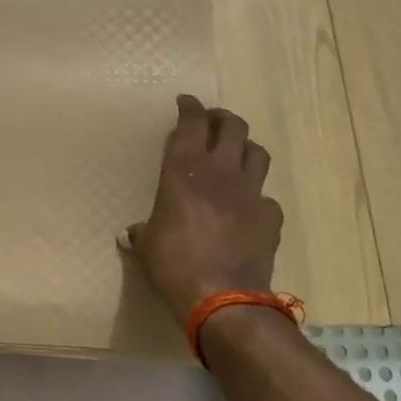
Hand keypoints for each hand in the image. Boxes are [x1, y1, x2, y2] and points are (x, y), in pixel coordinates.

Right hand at [123, 94, 282, 322]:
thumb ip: (141, 232)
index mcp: (185, 169)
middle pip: (232, 126)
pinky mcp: (271, 217)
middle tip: (213, 123)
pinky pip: (267, 197)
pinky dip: (258, 197)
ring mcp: (251, 192)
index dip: (190, 107)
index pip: (192, 122)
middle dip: (222, 119)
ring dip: (246, 148)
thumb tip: (130, 233)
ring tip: (237, 155)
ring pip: (258, 152)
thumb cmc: (173, 264)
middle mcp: (221, 171)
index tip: (185, 102)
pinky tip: (249, 209)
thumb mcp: (146, 246)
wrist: (222, 298)